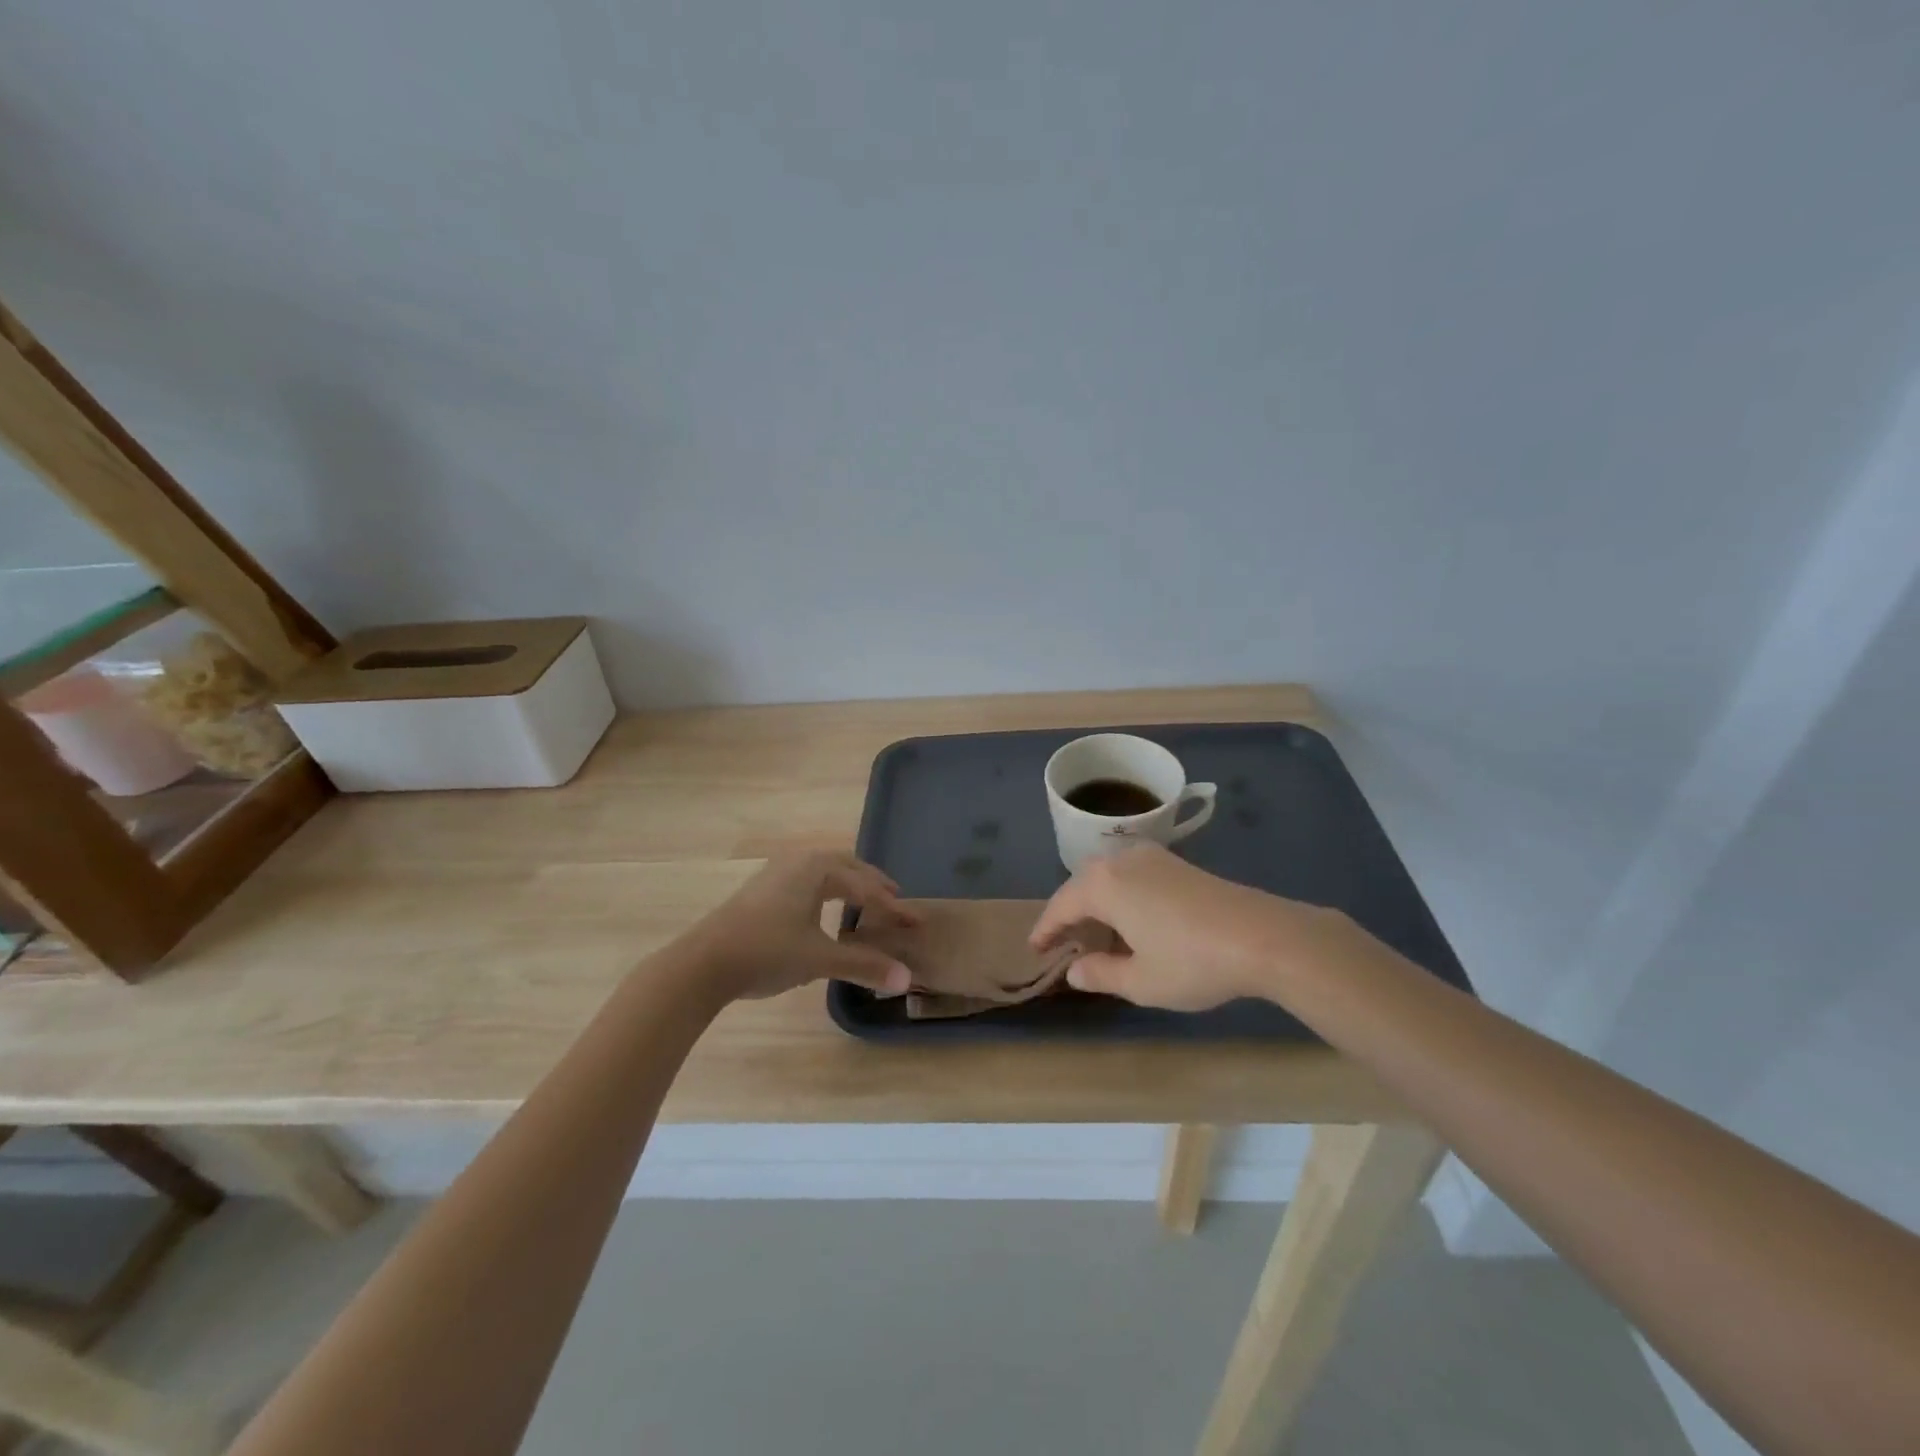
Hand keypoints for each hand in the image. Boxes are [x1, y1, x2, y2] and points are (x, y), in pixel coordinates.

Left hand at [686, 851, 919, 1000]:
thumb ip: (864, 965)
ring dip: (848, 886)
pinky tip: (823, 912)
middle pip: (845, 868)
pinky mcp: (760, 891)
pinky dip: (826, 892)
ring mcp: (775, 874)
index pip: (865, 886)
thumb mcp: (819, 958)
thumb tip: (906, 978)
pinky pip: (806, 882)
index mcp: (816, 868)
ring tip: (864, 903)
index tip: (914, 923)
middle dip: (871, 884)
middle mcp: (798, 862)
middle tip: (894, 901)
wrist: (702, 963)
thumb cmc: (767, 951)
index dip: (892, 907)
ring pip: (823, 873)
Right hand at [1029, 843, 1349, 1011]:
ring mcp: (1152, 857)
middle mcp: (1121, 861)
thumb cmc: (1193, 961)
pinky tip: (1131, 920)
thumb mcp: (1140, 981)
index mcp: (1103, 885)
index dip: (1045, 930)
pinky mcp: (1177, 863)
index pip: (1061, 905)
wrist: (1263, 936)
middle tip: (1062, 942)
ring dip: (1095, 902)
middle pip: (1082, 885)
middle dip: (1069, 912)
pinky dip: (1120, 895)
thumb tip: (1074, 971)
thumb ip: (1101, 973)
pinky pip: (1132, 875)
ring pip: (1108, 876)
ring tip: (1094, 932)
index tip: (1035, 949)